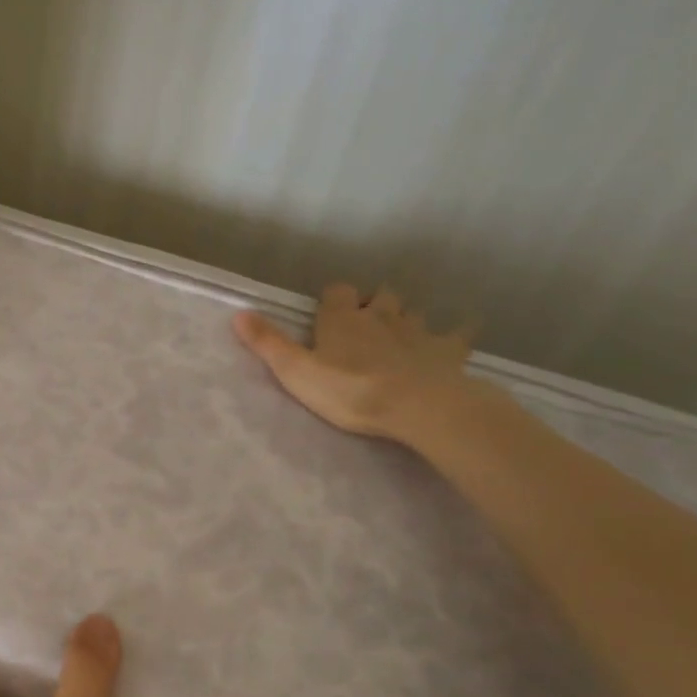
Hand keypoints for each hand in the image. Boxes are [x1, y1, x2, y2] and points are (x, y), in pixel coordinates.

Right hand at [232, 282, 475, 441]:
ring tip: (400, 335)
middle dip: (373, 303)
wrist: (417, 405)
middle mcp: (381, 315)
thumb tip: (238, 313)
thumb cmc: (350, 389)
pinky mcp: (447, 351)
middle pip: (380, 295)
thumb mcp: (296, 371)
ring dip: (406, 319)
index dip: (333, 300)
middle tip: (366, 323)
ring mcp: (418, 331)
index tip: (329, 316)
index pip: (338, 291)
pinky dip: (455, 335)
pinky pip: (457, 335)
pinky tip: (458, 338)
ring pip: (412, 312)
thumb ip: (268, 343)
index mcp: (343, 319)